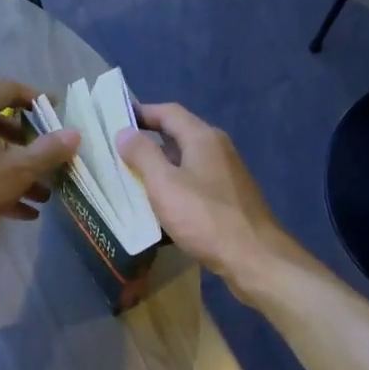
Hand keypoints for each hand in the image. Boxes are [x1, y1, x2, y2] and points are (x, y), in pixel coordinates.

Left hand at [0, 78, 79, 256]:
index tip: (56, 114)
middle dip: (30, 144)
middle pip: (1, 123)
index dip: (36, 99)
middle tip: (51, 160)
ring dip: (18, 172)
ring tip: (44, 195)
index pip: (10, 89)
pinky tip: (23, 213)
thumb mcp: (17, 170)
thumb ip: (48, 151)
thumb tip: (74, 133)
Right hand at [116, 102, 305, 299]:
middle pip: (178, 135)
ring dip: (160, 168)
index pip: (169, 112)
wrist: (252, 257)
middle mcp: (218, 149)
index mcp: (203, 138)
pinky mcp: (229, 198)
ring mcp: (226, 174)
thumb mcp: (165, 185)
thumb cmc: (205, 217)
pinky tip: (161, 207)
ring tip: (132, 180)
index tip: (116, 120)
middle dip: (149, 142)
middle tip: (118, 153)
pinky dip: (175, 188)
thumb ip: (143, 155)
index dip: (141, 112)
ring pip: (186, 162)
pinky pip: (195, 184)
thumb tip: (124, 132)